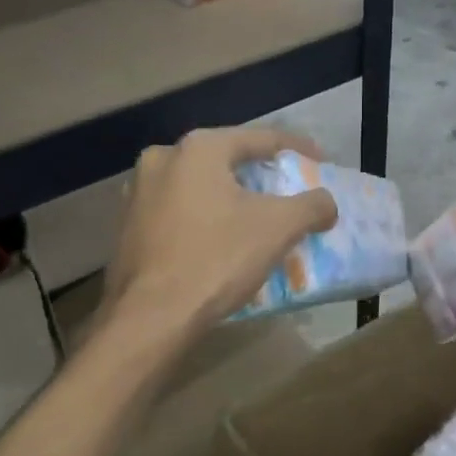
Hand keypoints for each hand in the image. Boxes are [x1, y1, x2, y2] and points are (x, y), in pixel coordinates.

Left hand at [101, 126, 338, 340]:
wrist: (151, 317)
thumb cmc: (216, 259)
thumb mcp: (278, 228)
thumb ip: (311, 206)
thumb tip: (327, 203)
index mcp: (198, 149)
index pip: (259, 138)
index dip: (296, 148)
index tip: (320, 160)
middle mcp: (162, 159)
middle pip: (226, 160)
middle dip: (260, 174)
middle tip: (288, 190)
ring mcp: (138, 194)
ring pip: (199, 187)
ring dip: (230, 198)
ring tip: (257, 217)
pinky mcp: (128, 227)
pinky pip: (179, 212)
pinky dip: (205, 219)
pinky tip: (220, 241)